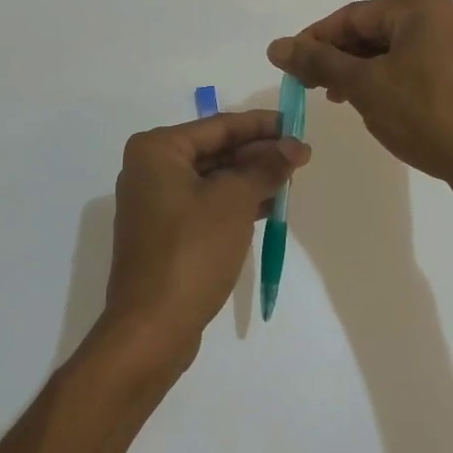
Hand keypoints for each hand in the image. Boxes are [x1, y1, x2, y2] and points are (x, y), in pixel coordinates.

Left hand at [98, 110, 309, 371]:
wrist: (152, 328)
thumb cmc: (191, 251)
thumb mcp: (234, 202)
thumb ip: (265, 168)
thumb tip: (295, 146)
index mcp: (158, 150)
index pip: (219, 126)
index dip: (261, 125)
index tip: (296, 124)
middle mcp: (151, 169)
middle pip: (215, 151)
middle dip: (258, 153)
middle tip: (301, 155)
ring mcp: (156, 203)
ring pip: (213, 179)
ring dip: (251, 178)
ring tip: (292, 178)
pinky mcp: (166, 233)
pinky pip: (207, 204)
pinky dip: (237, 202)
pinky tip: (271, 206)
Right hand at [267, 0, 452, 193]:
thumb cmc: (425, 115)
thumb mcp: (364, 86)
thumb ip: (318, 62)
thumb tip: (276, 46)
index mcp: (420, 7)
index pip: (352, 16)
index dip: (315, 39)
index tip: (288, 64)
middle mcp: (442, 16)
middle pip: (372, 31)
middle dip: (338, 57)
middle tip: (308, 84)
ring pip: (391, 50)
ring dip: (359, 71)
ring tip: (336, 97)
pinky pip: (412, 66)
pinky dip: (385, 80)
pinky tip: (371, 103)